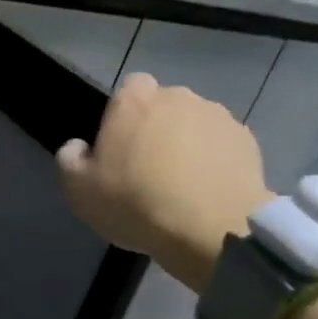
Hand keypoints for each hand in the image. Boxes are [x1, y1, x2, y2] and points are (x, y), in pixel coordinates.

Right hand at [57, 73, 273, 292]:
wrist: (212, 229)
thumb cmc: (136, 203)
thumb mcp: (79, 191)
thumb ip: (70, 160)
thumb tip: (78, 147)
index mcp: (134, 100)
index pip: (129, 89)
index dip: (124, 115)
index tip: (122, 147)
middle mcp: (178, 96)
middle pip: (164, 106)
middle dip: (158, 128)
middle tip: (150, 168)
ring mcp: (217, 116)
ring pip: (195, 124)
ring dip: (189, 143)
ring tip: (185, 184)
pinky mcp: (247, 140)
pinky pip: (222, 145)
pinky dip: (216, 160)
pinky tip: (209, 191)